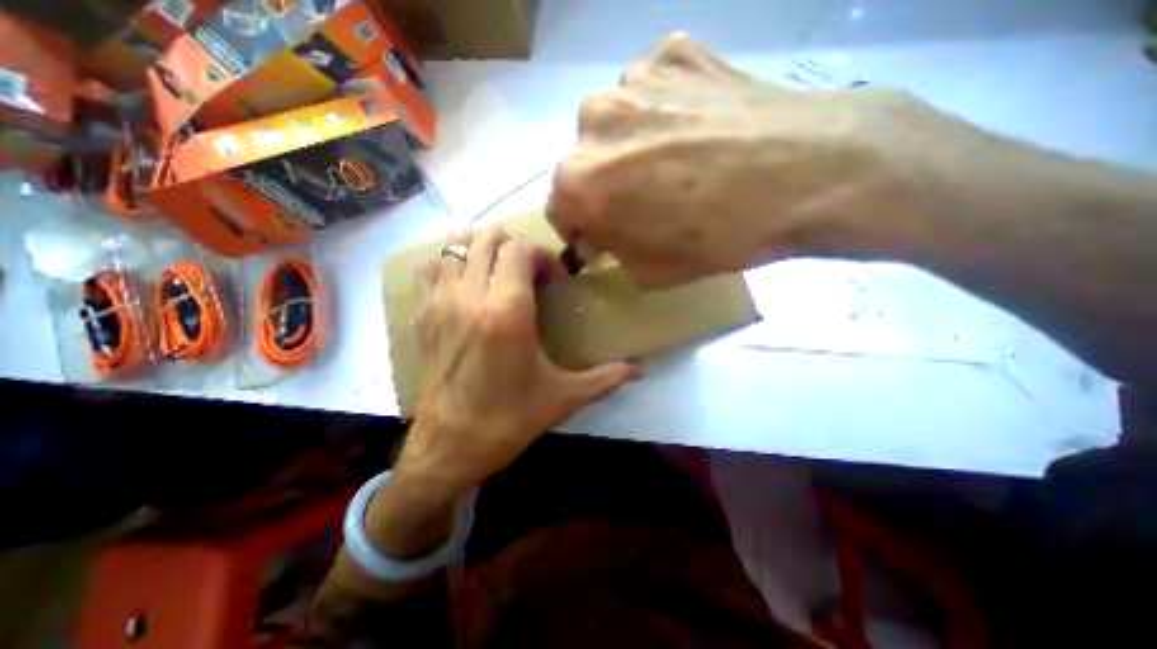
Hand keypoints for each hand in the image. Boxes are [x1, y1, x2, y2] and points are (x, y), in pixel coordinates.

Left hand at [394, 228, 637, 495]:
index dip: (543, 256)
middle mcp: (470, 296)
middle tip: (530, 274)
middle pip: (489, 239)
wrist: (449, 448)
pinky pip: (429, 269)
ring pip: (456, 246)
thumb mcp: (564, 397)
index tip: (554, 283)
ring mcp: (440, 303)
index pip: (520, 249)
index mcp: (507, 311)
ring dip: (482, 250)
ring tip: (499, 273)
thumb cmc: (509, 420)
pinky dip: (448, 264)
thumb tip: (640, 371)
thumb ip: (605, 378)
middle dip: (516, 248)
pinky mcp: (421, 315)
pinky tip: (465, 285)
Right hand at [548, 30, 964, 287]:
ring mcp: (632, 78)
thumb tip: (600, 234)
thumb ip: (613, 252)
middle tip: (645, 198)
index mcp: (579, 181)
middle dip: (605, 185)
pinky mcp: (674, 52)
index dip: (581, 226)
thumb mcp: (650, 271)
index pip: (559, 209)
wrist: (806, 174)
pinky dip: (665, 110)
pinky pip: (653, 90)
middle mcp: (591, 122)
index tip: (604, 233)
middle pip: (585, 162)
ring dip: (632, 144)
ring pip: (615, 124)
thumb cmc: (717, 237)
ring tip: (677, 159)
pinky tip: (696, 127)